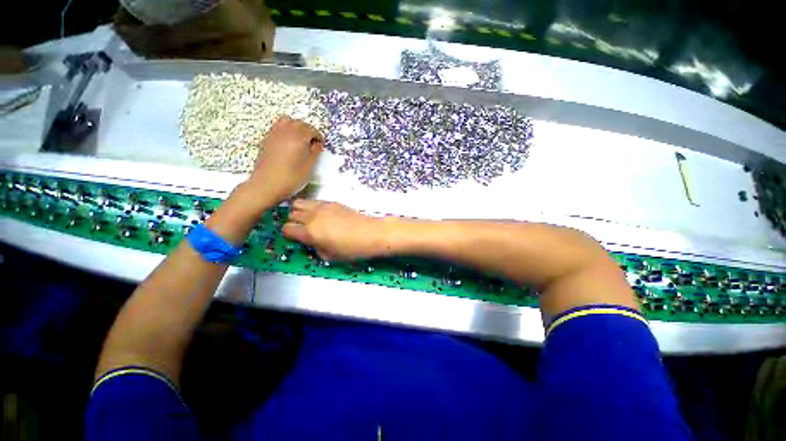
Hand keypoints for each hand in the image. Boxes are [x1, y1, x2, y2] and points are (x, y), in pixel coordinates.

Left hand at [248, 117, 323, 203]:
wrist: (267, 185)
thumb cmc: (291, 177)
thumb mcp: (310, 166)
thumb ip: (316, 152)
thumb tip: (317, 144)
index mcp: (298, 136)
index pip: (312, 129)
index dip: (318, 137)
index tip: (320, 146)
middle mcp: (285, 131)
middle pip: (299, 123)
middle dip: (308, 131)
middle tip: (312, 144)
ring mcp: (274, 134)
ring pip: (287, 122)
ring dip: (296, 128)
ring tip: (300, 141)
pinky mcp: (266, 139)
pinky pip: (278, 128)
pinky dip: (286, 131)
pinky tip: (289, 144)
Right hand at [283, 200, 392, 260]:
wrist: (372, 233)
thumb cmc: (352, 249)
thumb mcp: (330, 256)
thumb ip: (315, 248)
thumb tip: (310, 242)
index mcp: (310, 232)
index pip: (287, 229)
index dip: (288, 234)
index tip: (294, 238)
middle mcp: (313, 216)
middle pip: (291, 214)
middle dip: (292, 222)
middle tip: (301, 229)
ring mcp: (322, 206)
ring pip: (299, 203)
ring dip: (299, 211)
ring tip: (307, 219)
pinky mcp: (332, 202)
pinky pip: (314, 201)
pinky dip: (311, 206)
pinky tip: (319, 214)